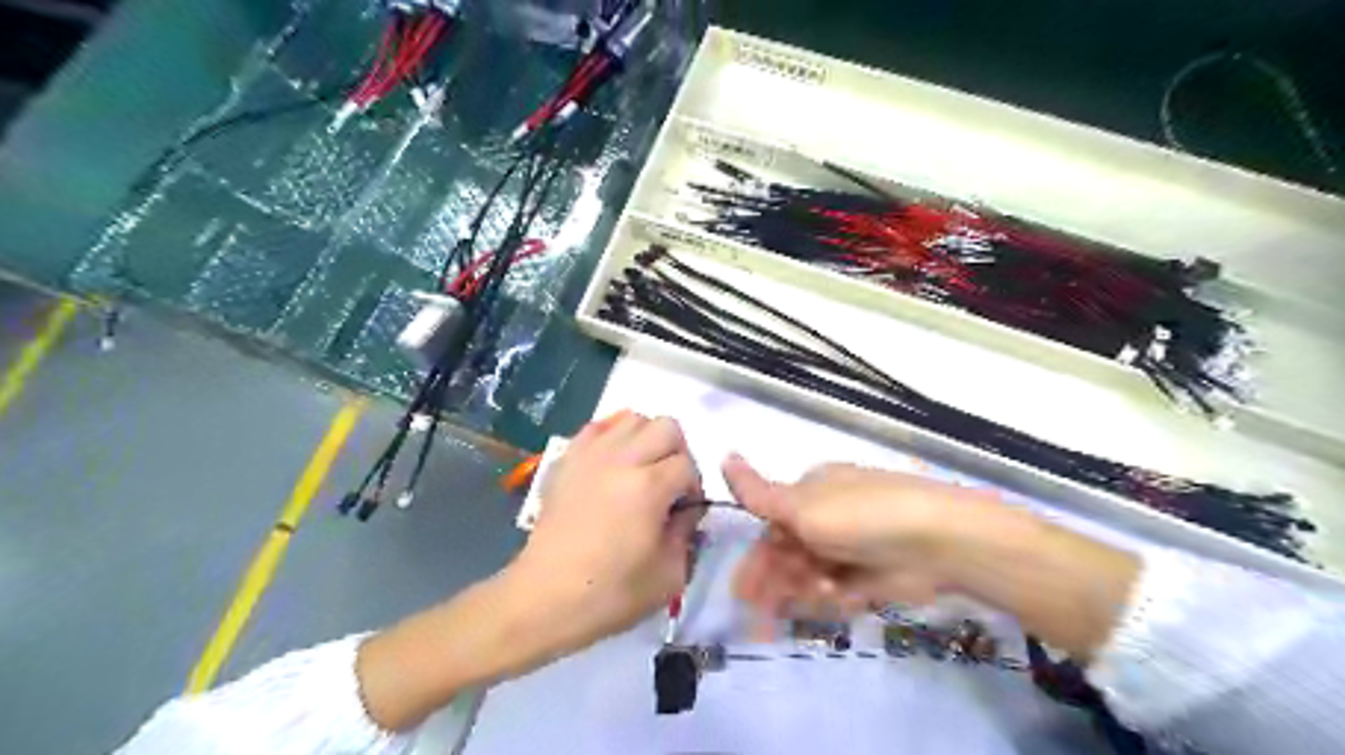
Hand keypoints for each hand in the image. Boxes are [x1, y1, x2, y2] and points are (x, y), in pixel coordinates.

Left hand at [509, 415, 708, 656]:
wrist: (545, 598)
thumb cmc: (611, 593)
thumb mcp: (669, 575)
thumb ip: (688, 532)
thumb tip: (688, 509)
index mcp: (649, 487)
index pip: (688, 464)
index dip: (693, 487)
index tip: (684, 511)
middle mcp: (621, 459)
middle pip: (666, 427)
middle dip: (677, 453)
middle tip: (668, 484)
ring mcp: (590, 454)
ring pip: (633, 419)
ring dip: (646, 439)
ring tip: (640, 470)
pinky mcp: (567, 459)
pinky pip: (598, 427)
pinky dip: (613, 436)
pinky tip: (612, 464)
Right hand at [726, 451, 1132, 656]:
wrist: (941, 540)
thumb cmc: (862, 516)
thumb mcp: (803, 504)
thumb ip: (759, 492)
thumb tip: (723, 455)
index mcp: (810, 492)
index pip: (771, 526)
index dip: (757, 558)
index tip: (743, 591)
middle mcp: (827, 517)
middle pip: (789, 556)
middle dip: (778, 583)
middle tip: (765, 617)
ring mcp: (850, 547)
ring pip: (811, 577)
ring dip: (807, 591)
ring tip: (824, 595)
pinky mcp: (871, 575)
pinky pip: (839, 591)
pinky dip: (836, 598)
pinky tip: (844, 598)